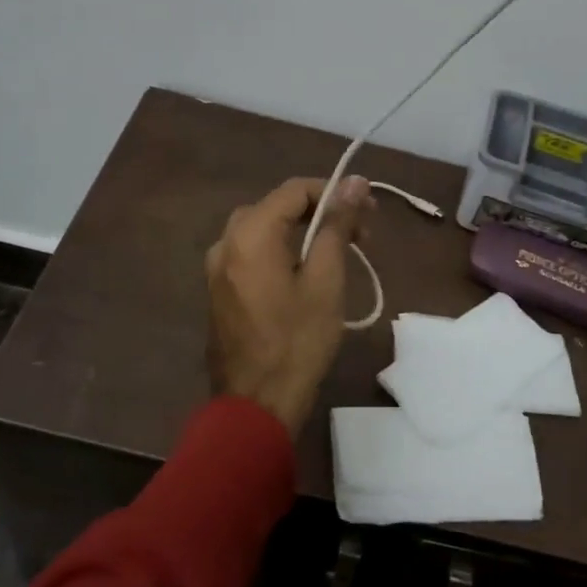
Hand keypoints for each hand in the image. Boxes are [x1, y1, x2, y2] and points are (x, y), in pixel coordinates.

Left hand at [204, 176, 372, 435]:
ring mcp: (217, 267)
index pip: (295, 190)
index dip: (335, 192)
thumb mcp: (326, 279)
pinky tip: (306, 272)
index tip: (368, 211)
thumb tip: (354, 182)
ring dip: (302, 232)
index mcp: (250, 233)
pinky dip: (281, 251)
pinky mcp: (219, 289)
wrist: (256, 404)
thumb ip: (336, 224)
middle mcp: (225, 241)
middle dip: (321, 213)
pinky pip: (252, 253)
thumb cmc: (298, 341)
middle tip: (360, 235)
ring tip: (338, 253)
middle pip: (278, 207)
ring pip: (265, 229)